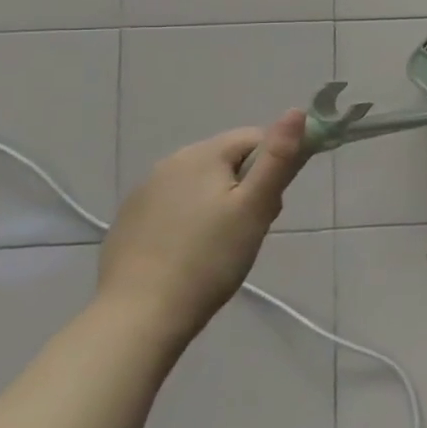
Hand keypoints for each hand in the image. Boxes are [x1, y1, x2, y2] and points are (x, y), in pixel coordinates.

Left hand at [97, 111, 311, 347]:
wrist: (140, 316)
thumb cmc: (210, 257)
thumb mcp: (256, 206)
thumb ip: (279, 158)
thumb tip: (297, 111)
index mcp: (201, 154)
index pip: (255, 138)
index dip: (274, 165)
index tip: (273, 204)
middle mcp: (168, 163)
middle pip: (228, 160)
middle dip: (248, 186)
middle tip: (252, 227)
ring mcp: (143, 193)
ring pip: (202, 184)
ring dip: (221, 203)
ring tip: (224, 244)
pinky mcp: (129, 221)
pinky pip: (176, 206)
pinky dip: (192, 220)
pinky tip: (193, 252)